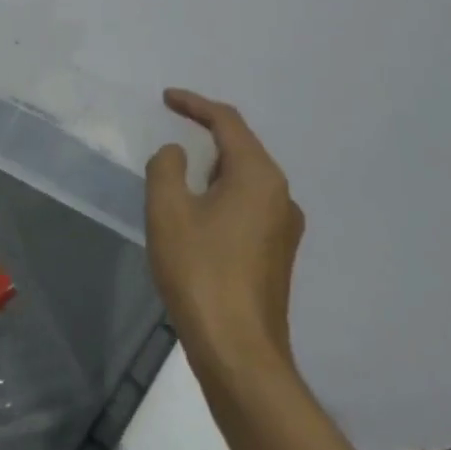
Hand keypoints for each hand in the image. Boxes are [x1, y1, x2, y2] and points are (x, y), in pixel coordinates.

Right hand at [145, 89, 303, 371]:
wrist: (239, 351)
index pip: (227, 122)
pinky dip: (222, 193)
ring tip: (181, 170)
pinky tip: (199, 211)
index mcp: (259, 177)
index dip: (195, 104)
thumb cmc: (200, 271)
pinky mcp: (278, 253)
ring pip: (246, 179)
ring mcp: (285, 227)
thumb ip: (167, 167)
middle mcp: (281, 196)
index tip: (166, 98)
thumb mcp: (167, 210)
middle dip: (206, 133)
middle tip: (172, 127)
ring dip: (214, 166)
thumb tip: (177, 155)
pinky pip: (248, 204)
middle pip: (242, 148)